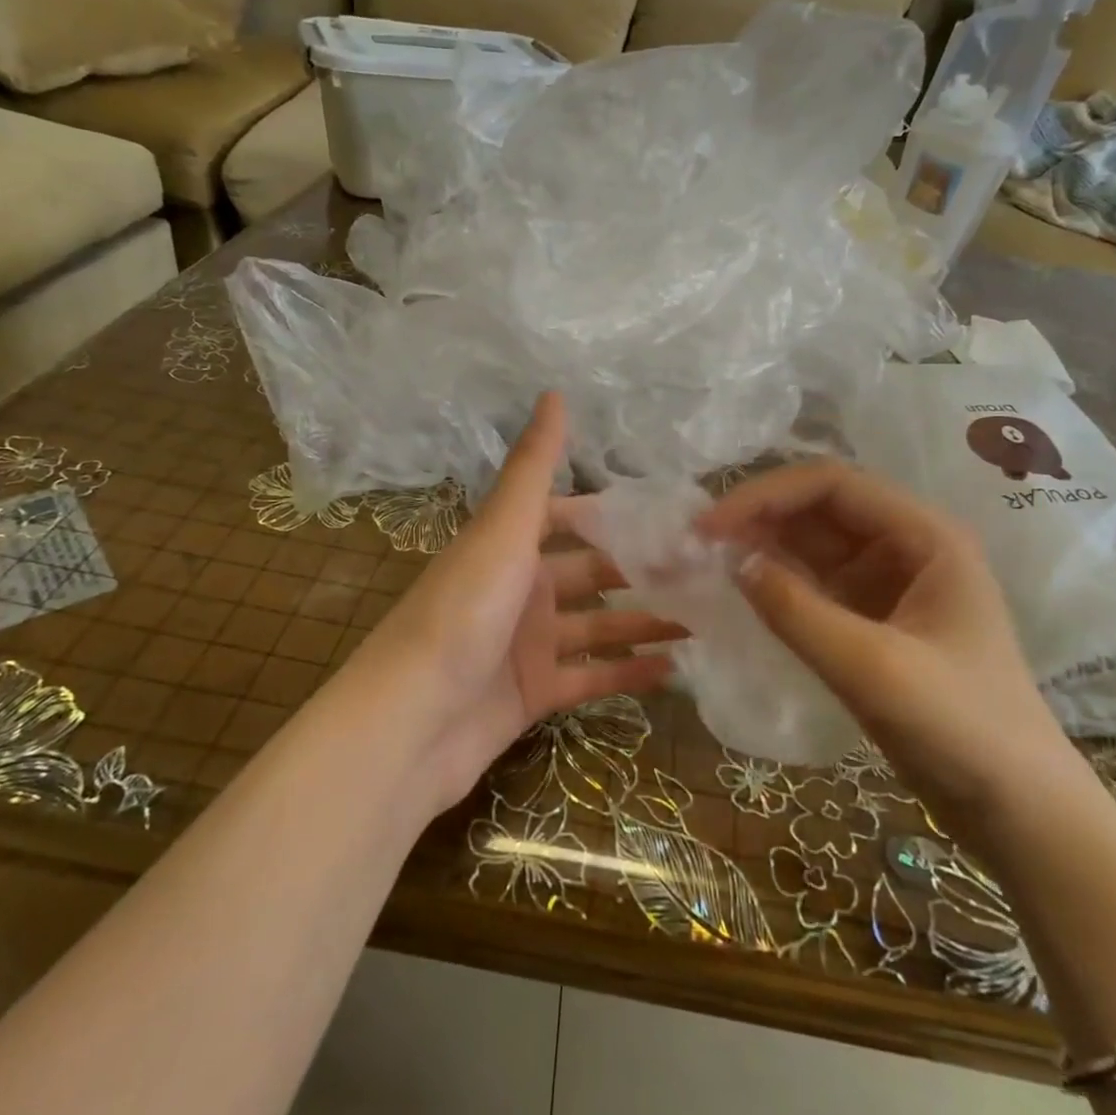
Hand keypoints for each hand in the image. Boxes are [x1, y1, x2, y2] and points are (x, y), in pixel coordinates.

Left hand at [343, 392, 683, 813]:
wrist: (411, 722)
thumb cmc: (462, 612)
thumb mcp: (503, 531)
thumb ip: (533, 468)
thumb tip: (554, 392)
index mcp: (509, 547)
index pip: (569, 519)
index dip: (613, 516)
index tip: (670, 516)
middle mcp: (519, 590)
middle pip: (591, 574)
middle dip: (642, 571)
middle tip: (704, 571)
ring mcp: (527, 645)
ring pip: (598, 627)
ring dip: (645, 621)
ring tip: (704, 618)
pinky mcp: (534, 694)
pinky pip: (591, 677)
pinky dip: (628, 674)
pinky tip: (675, 669)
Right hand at [697, 459, 1085, 831]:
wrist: (1018, 811)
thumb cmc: (962, 729)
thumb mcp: (872, 668)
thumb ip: (797, 611)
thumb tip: (732, 562)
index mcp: (925, 536)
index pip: (833, 485)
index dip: (766, 495)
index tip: (710, 526)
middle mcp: (907, 548)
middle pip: (820, 510)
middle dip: (759, 518)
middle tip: (696, 544)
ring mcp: (889, 586)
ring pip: (813, 547)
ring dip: (762, 548)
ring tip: (705, 562)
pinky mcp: (873, 622)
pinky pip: (816, 586)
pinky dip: (777, 584)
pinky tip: (740, 592)